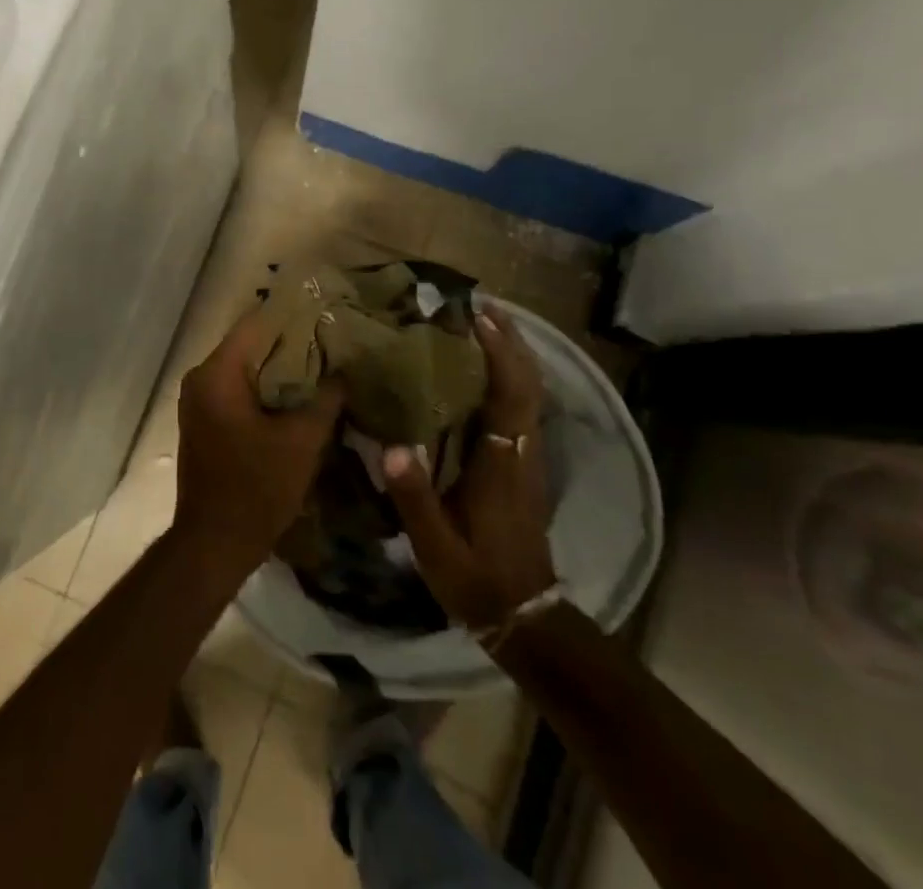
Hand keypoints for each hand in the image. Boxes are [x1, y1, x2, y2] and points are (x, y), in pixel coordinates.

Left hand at [173, 308, 344, 577]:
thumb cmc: (257, 488)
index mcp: (218, 373)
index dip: (293, 316)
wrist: (215, 543)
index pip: (256, 324)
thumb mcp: (302, 442)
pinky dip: (264, 389)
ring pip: (245, 368)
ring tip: (321, 366)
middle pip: (250, 345)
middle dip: (290, 343)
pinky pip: (237, 390)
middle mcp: (200, 378)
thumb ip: (326, 399)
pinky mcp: (203, 421)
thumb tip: (343, 373)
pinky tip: (296, 396)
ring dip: (279, 368)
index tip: (326, 314)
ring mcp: (198, 400)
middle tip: (331, 341)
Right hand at [383, 303, 556, 629]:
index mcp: (501, 462)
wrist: (524, 615)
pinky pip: (523, 406)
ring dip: (513, 355)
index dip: (498, 353)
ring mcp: (527, 456)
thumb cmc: (477, 576)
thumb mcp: (436, 545)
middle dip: (511, 341)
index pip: (508, 396)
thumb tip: (392, 445)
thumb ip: (414, 497)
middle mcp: (521, 450)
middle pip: (528, 384)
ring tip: (482, 326)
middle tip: (482, 306)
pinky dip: (511, 377)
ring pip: (530, 393)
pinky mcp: (524, 464)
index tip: (478, 316)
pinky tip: (484, 370)